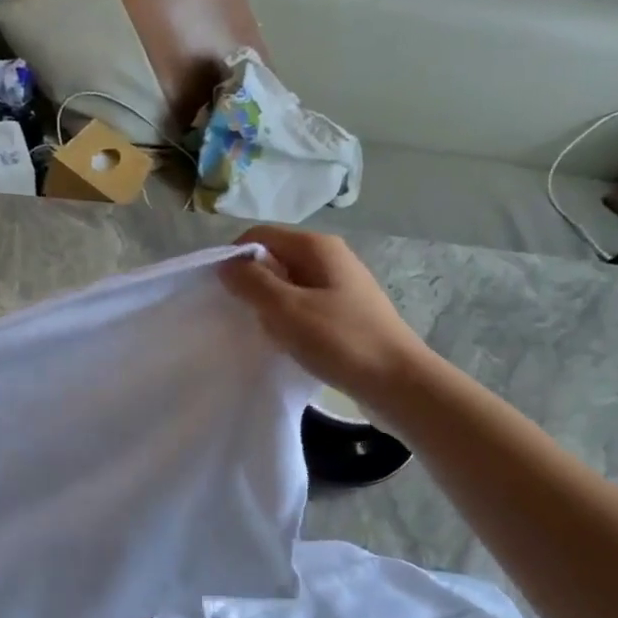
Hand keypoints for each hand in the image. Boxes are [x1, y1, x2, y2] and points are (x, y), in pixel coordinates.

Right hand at [220, 226, 430, 406]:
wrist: (397, 382)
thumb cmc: (340, 341)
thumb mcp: (287, 310)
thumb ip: (252, 283)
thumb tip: (227, 265)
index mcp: (316, 246)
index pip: (259, 236)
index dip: (234, 259)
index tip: (220, 293)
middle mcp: (330, 257)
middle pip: (274, 258)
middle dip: (251, 284)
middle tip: (240, 317)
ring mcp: (340, 285)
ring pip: (288, 285)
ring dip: (270, 306)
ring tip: (264, 334)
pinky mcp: (345, 312)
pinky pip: (304, 306)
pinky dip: (289, 320)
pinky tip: (287, 344)